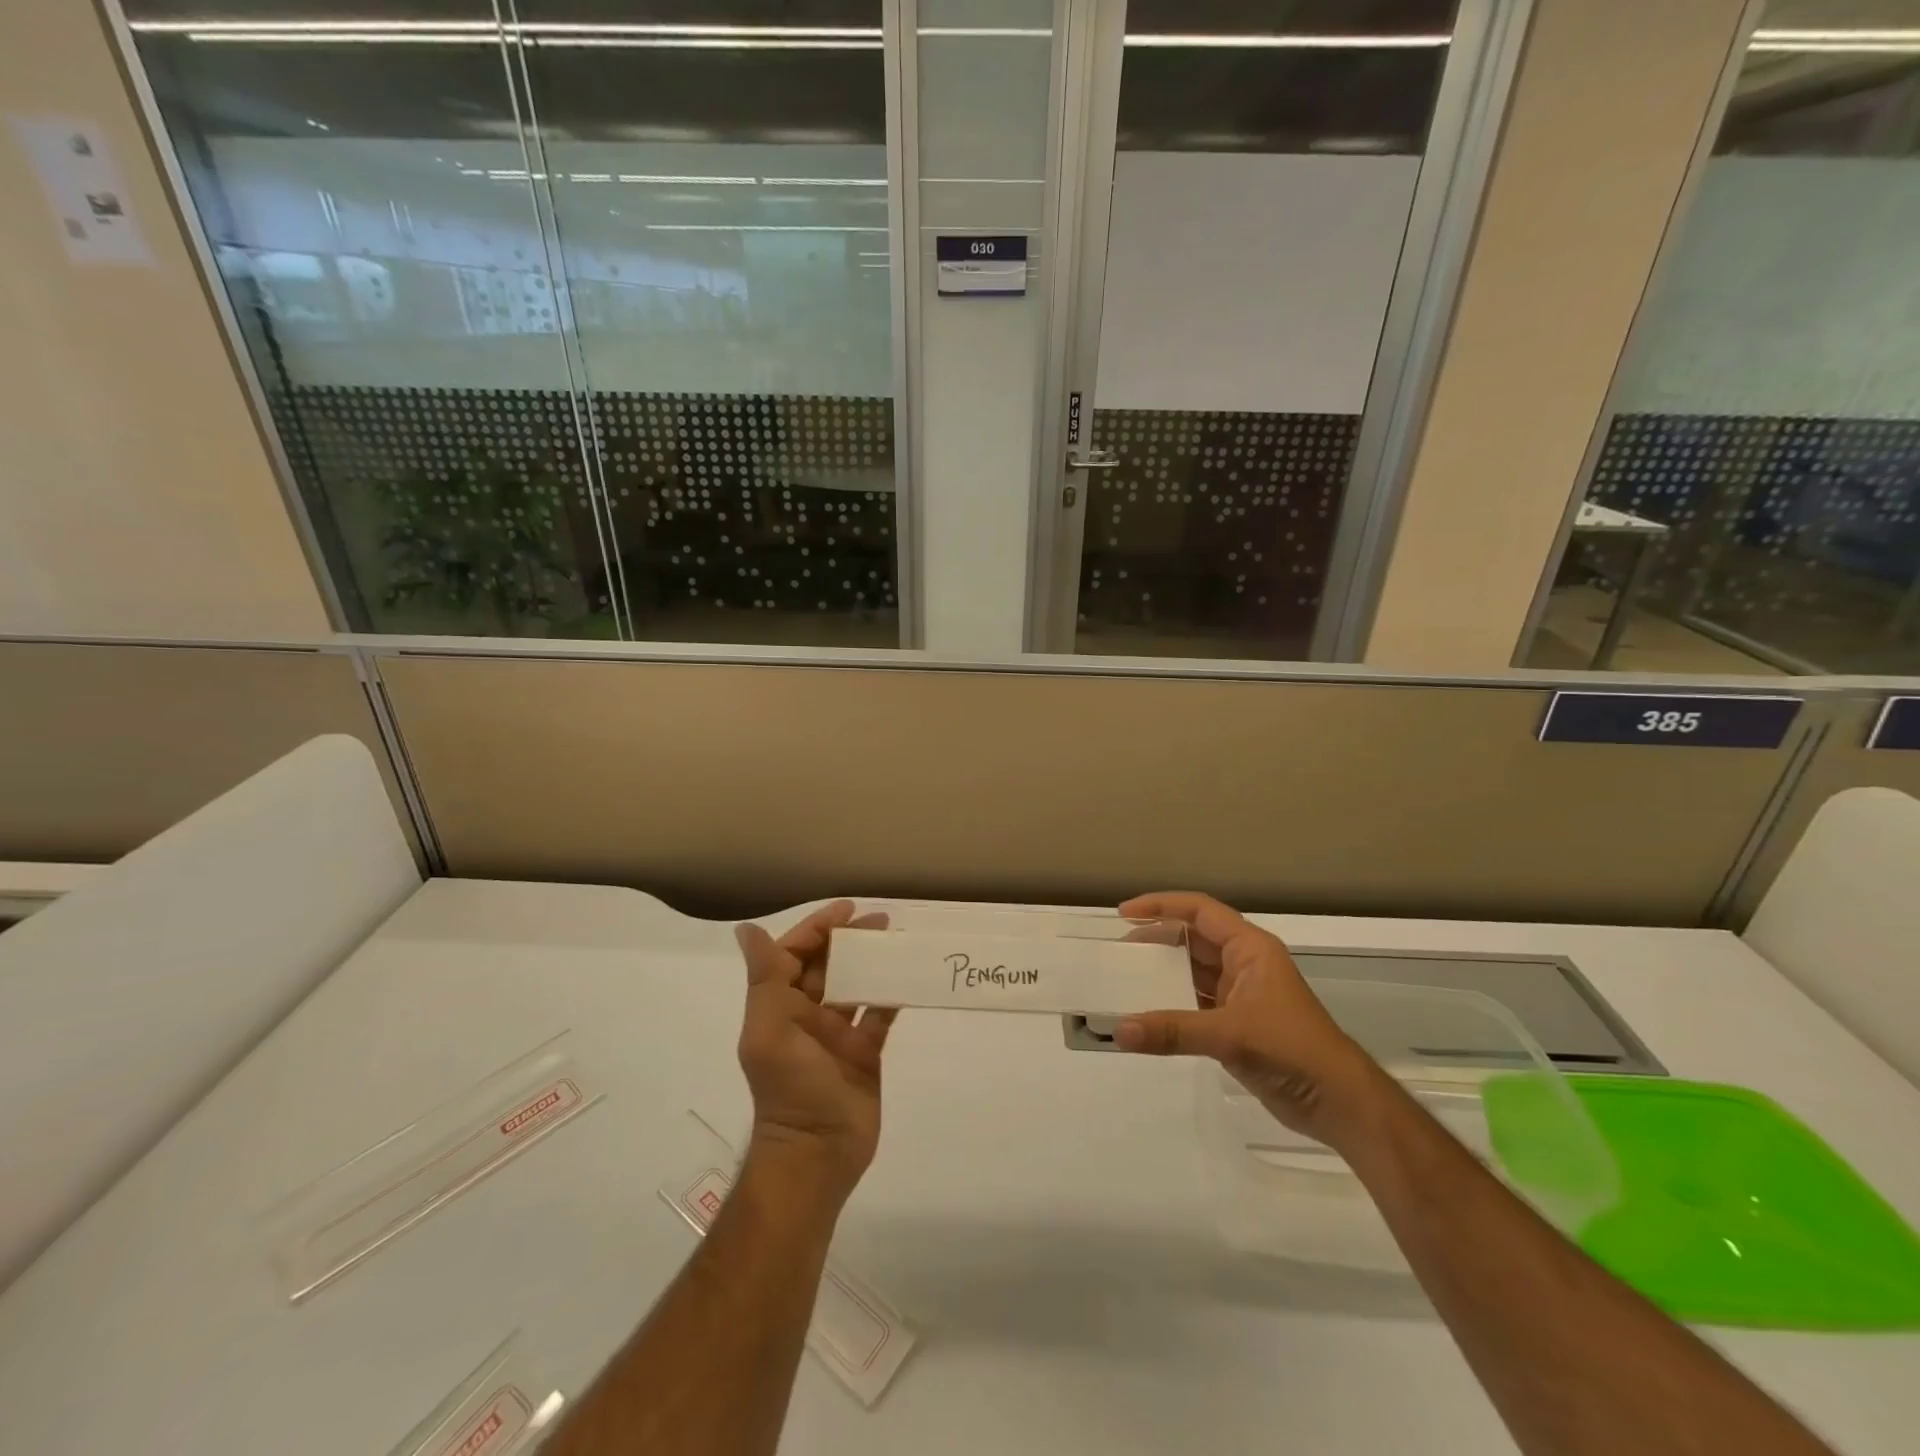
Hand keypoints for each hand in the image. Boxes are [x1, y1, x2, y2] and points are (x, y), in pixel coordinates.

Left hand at [734, 901, 896, 1202]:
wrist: (817, 1156)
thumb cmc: (790, 1089)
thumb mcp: (770, 1030)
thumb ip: (765, 979)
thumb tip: (746, 930)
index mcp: (780, 1008)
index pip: (795, 954)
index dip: (817, 928)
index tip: (847, 909)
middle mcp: (807, 1016)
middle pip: (828, 965)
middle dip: (849, 940)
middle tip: (881, 920)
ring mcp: (838, 1034)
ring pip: (855, 985)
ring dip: (872, 962)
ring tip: (896, 939)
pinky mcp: (865, 1052)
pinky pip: (879, 1014)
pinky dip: (891, 993)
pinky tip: (907, 976)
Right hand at [1114, 892, 1385, 1146]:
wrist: (1340, 1103)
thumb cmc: (1292, 1050)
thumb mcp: (1231, 1035)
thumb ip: (1173, 1031)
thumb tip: (1118, 1031)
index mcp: (1250, 948)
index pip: (1199, 911)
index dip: (1161, 906)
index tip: (1123, 913)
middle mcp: (1245, 963)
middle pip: (1193, 938)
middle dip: (1157, 939)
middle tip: (1118, 949)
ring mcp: (1242, 995)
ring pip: (1194, 971)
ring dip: (1163, 972)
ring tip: (1126, 976)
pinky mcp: (1238, 1025)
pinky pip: (1196, 1004)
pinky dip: (1172, 1005)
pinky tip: (1148, 1013)